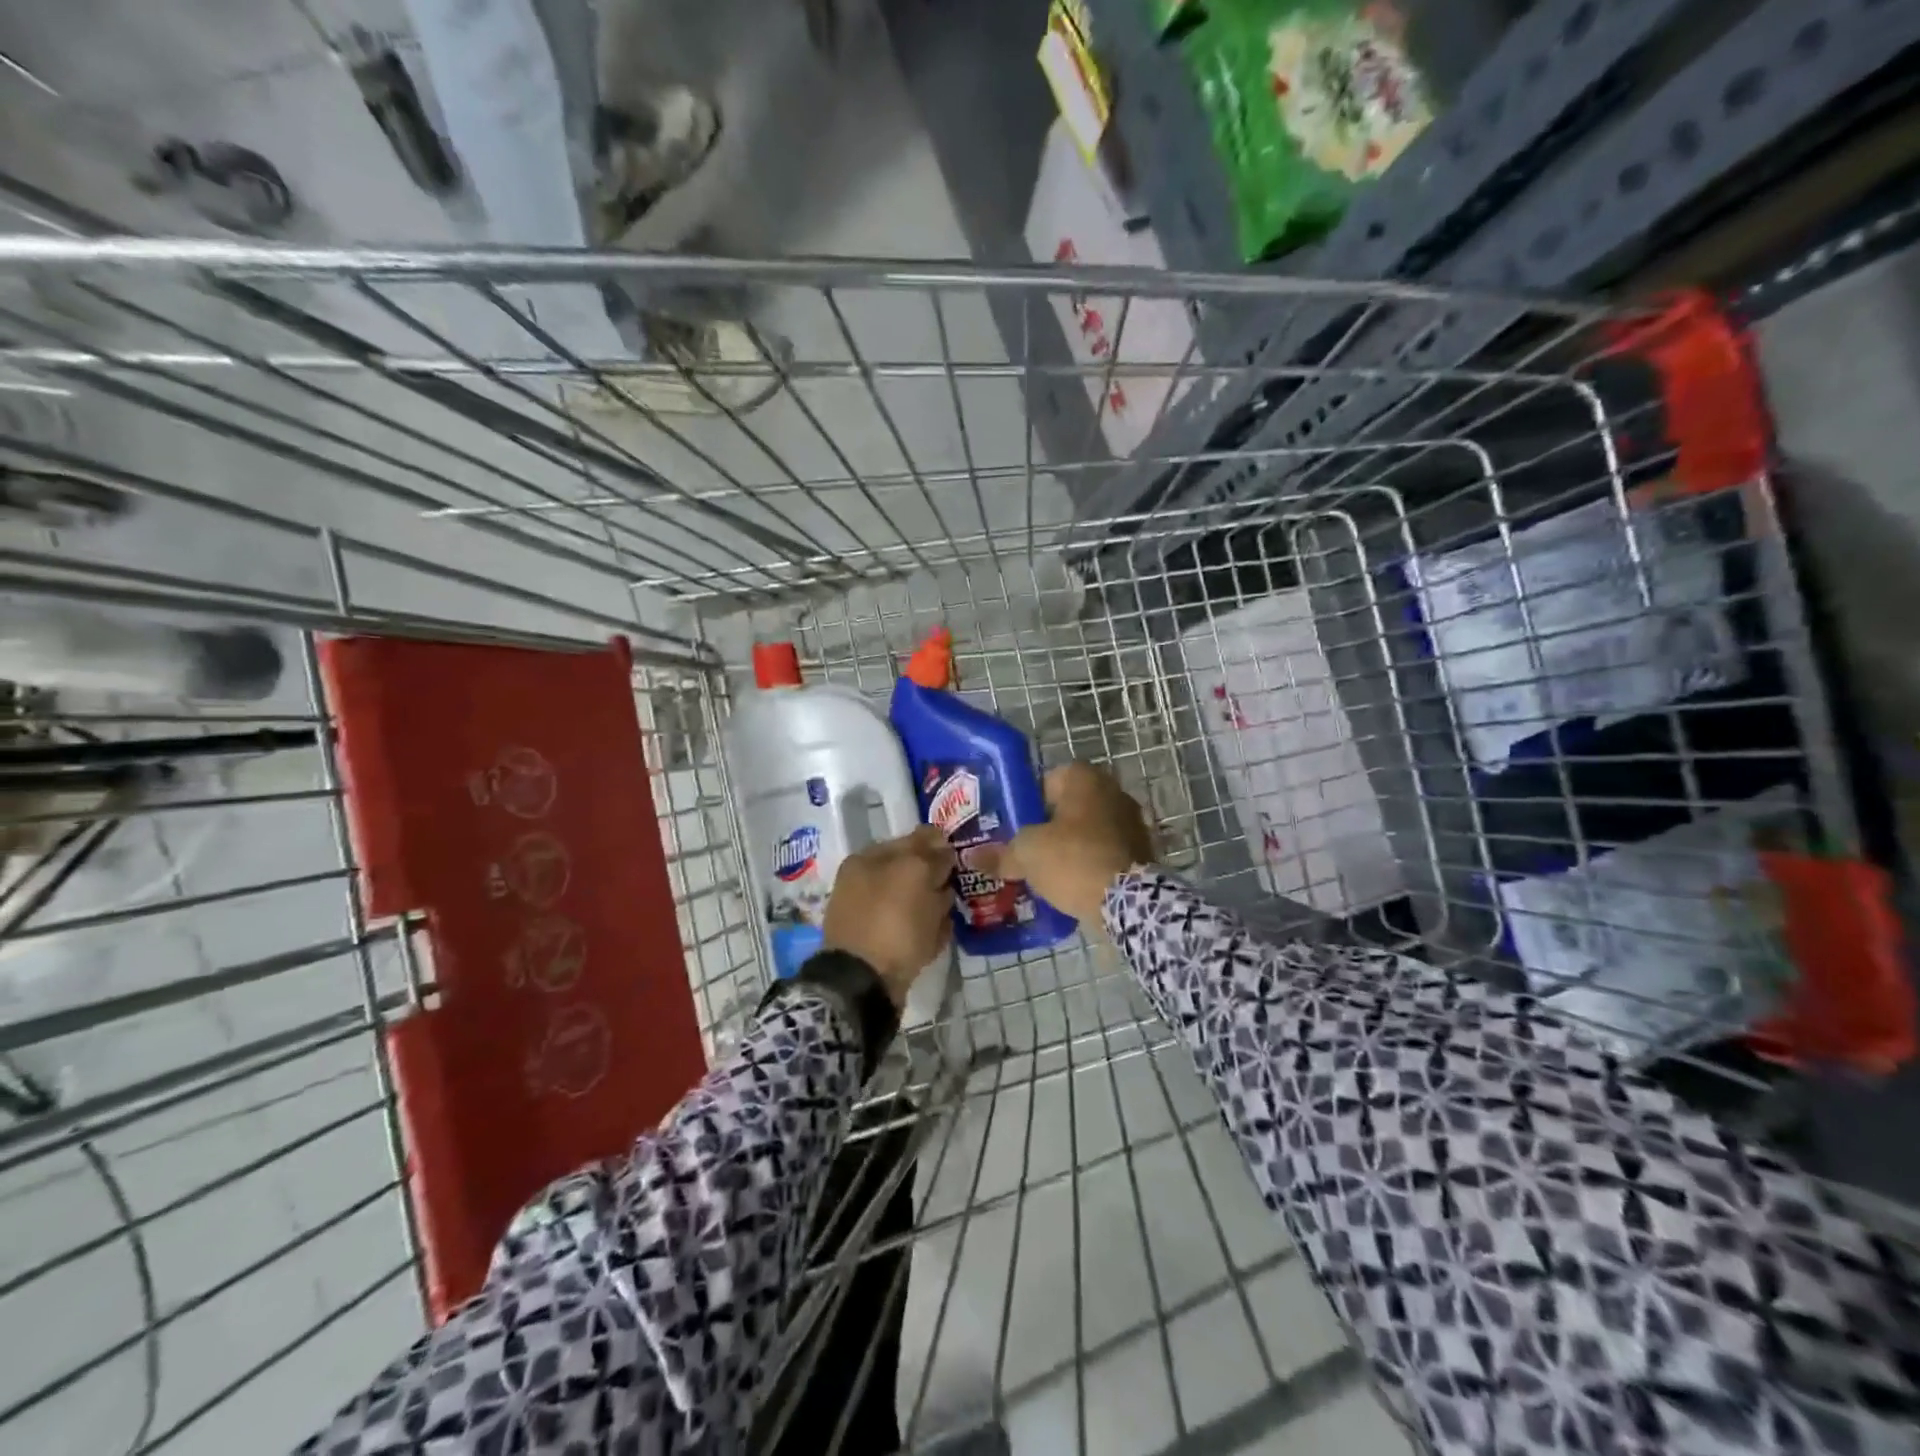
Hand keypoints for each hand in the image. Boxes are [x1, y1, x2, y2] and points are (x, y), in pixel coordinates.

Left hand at [821, 824, 955, 1004]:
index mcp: (867, 859)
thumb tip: (943, 851)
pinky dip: (928, 931)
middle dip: (938, 878)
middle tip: (962, 885)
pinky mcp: (882, 947)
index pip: (911, 839)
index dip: (939, 845)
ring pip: (914, 902)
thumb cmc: (890, 920)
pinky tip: (942, 934)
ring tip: (953, 911)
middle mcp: (865, 884)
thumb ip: (932, 855)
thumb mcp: (915, 873)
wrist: (864, 983)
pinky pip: (912, 930)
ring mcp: (871, 916)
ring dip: (935, 905)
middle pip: (913, 872)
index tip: (963, 855)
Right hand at [976, 762, 1153, 923]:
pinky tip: (1075, 884)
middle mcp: (1113, 791)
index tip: (1016, 827)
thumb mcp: (1026, 855)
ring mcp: (1133, 821)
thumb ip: (1000, 854)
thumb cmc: (1072, 860)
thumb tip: (973, 857)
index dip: (1029, 803)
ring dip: (1073, 846)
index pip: (1049, 780)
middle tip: (1028, 850)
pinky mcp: (1144, 851)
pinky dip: (1092, 863)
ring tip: (1049, 872)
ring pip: (1090, 830)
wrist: (1128, 901)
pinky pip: (1107, 852)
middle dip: (1051, 827)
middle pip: (1070, 807)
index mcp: (1085, 778)